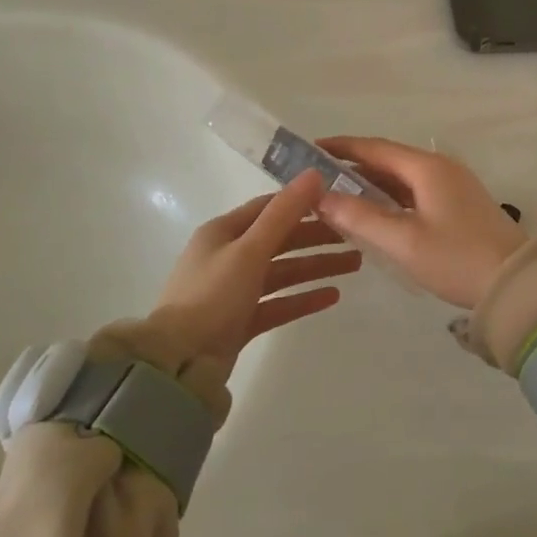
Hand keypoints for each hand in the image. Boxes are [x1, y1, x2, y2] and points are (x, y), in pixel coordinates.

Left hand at [150, 171, 358, 380]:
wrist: (179, 363)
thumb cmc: (213, 295)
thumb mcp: (249, 249)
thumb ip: (284, 213)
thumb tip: (314, 173)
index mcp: (223, 231)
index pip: (269, 207)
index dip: (304, 203)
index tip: (339, 202)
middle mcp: (228, 256)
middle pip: (280, 240)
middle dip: (317, 238)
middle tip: (357, 238)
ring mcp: (234, 291)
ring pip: (283, 272)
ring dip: (316, 266)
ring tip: (355, 265)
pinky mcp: (240, 321)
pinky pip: (278, 303)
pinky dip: (303, 298)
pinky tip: (333, 296)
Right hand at [315, 137, 527, 309]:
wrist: (516, 283)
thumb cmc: (456, 259)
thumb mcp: (403, 241)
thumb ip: (360, 217)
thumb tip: (322, 197)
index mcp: (426, 167)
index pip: (374, 147)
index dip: (341, 147)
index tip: (310, 149)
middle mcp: (441, 167)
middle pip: (389, 159)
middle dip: (352, 165)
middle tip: (318, 177)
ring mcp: (454, 185)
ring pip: (403, 176)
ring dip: (372, 183)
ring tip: (338, 195)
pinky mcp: (460, 204)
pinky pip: (416, 191)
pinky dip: (391, 196)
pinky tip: (375, 213)